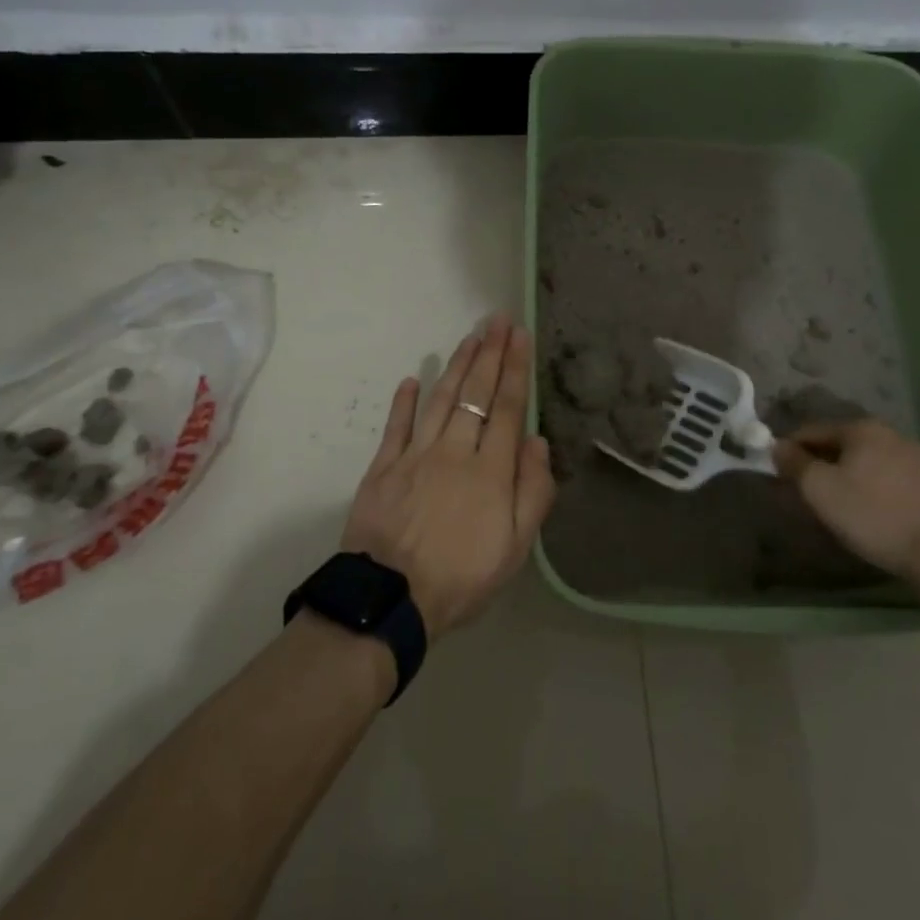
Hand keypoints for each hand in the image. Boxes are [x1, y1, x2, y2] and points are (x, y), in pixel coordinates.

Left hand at [341, 316, 556, 636]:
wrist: (391, 600)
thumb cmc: (461, 577)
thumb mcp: (515, 548)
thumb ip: (532, 491)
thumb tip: (536, 440)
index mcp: (490, 470)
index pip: (506, 408)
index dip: (514, 369)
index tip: (519, 336)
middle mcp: (454, 451)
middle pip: (475, 393)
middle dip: (489, 353)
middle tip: (497, 320)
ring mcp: (415, 456)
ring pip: (440, 401)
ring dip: (456, 366)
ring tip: (470, 337)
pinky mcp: (383, 468)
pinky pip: (396, 427)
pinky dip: (404, 401)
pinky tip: (412, 379)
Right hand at [773, 418, 919, 580]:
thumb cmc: (873, 516)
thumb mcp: (820, 491)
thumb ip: (795, 464)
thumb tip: (778, 446)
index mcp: (863, 429)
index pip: (814, 431)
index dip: (792, 449)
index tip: (782, 471)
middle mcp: (895, 433)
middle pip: (847, 444)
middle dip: (827, 462)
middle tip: (815, 491)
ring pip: (877, 461)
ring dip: (859, 474)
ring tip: (851, 504)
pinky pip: (903, 480)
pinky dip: (888, 489)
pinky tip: (886, 512)